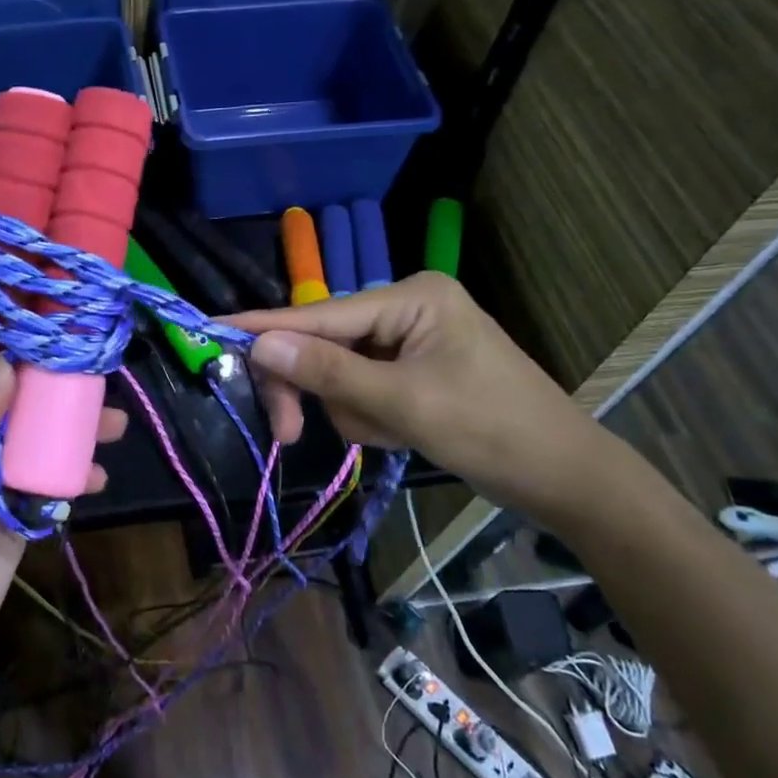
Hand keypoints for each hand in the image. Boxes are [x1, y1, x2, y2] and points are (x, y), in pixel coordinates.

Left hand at [0, 306, 126, 693]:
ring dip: (71, 419)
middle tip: (82, 340)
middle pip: (6, 386)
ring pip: (38, 430)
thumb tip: (10, 366)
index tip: (11, 282)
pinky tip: (99, 471)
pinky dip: (78, 473)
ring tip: (110, 411)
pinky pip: (53, 479)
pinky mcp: (21, 508)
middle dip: (41, 364)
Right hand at [226, 274, 606, 520]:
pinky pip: (363, 389)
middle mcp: (406, 308)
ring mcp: (410, 340)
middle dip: (317, 390)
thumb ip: (329, 372)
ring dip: (353, 412)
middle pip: (326, 344)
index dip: (266, 328)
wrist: (564, 479)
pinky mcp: (413, 370)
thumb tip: (260, 344)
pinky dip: (370, 417)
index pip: (321, 314)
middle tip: (288, 434)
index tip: (213, 330)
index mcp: (412, 297)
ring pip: (340, 373)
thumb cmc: (493, 432)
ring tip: (394, 436)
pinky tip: (402, 434)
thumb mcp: (404, 404)